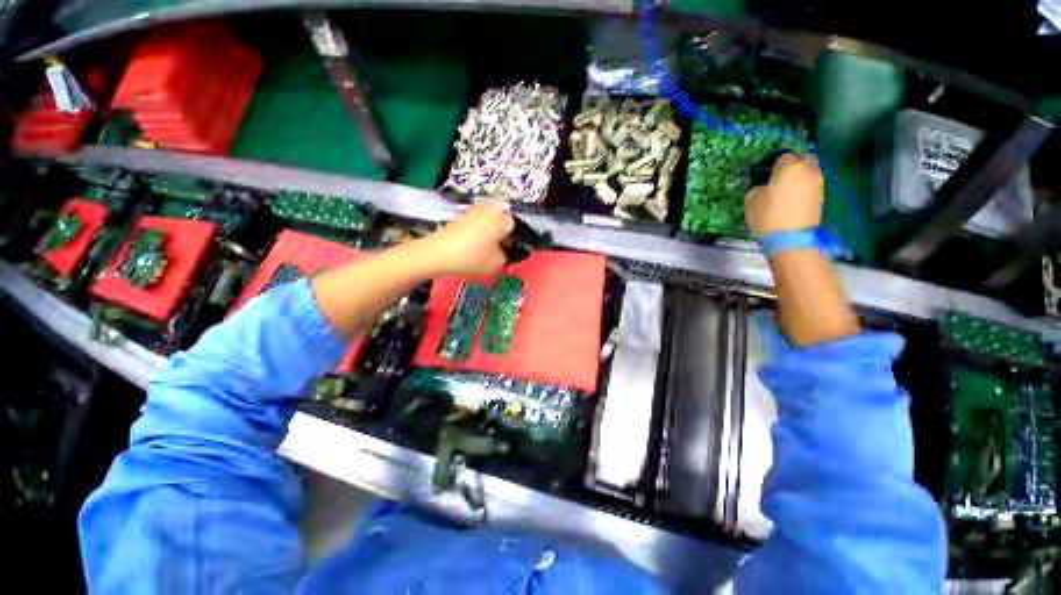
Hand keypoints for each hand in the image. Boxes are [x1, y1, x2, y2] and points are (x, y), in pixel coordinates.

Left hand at [418, 202, 514, 275]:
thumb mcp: (496, 262)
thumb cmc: (471, 257)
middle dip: (504, 233)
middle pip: (505, 220)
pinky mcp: (464, 213)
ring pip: (492, 220)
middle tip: (499, 249)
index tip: (508, 252)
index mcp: (503, 218)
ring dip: (492, 231)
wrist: (438, 252)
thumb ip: (508, 256)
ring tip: (486, 247)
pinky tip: (475, 243)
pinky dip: (481, 230)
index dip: (514, 241)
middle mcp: (492, 208)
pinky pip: (480, 220)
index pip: (517, 227)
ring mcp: (476, 208)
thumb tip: (507, 251)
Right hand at [745, 153, 823, 238]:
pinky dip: (804, 187)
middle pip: (803, 158)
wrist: (791, 238)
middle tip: (780, 176)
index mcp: (789, 166)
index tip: (766, 174)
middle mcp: (807, 169)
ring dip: (800, 176)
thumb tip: (764, 185)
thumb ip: (758, 187)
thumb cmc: (768, 216)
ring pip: (810, 171)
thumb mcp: (751, 200)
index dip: (773, 164)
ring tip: (787, 188)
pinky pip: (811, 184)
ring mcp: (817, 183)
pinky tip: (793, 198)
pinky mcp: (821, 196)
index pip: (782, 156)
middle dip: (794, 164)